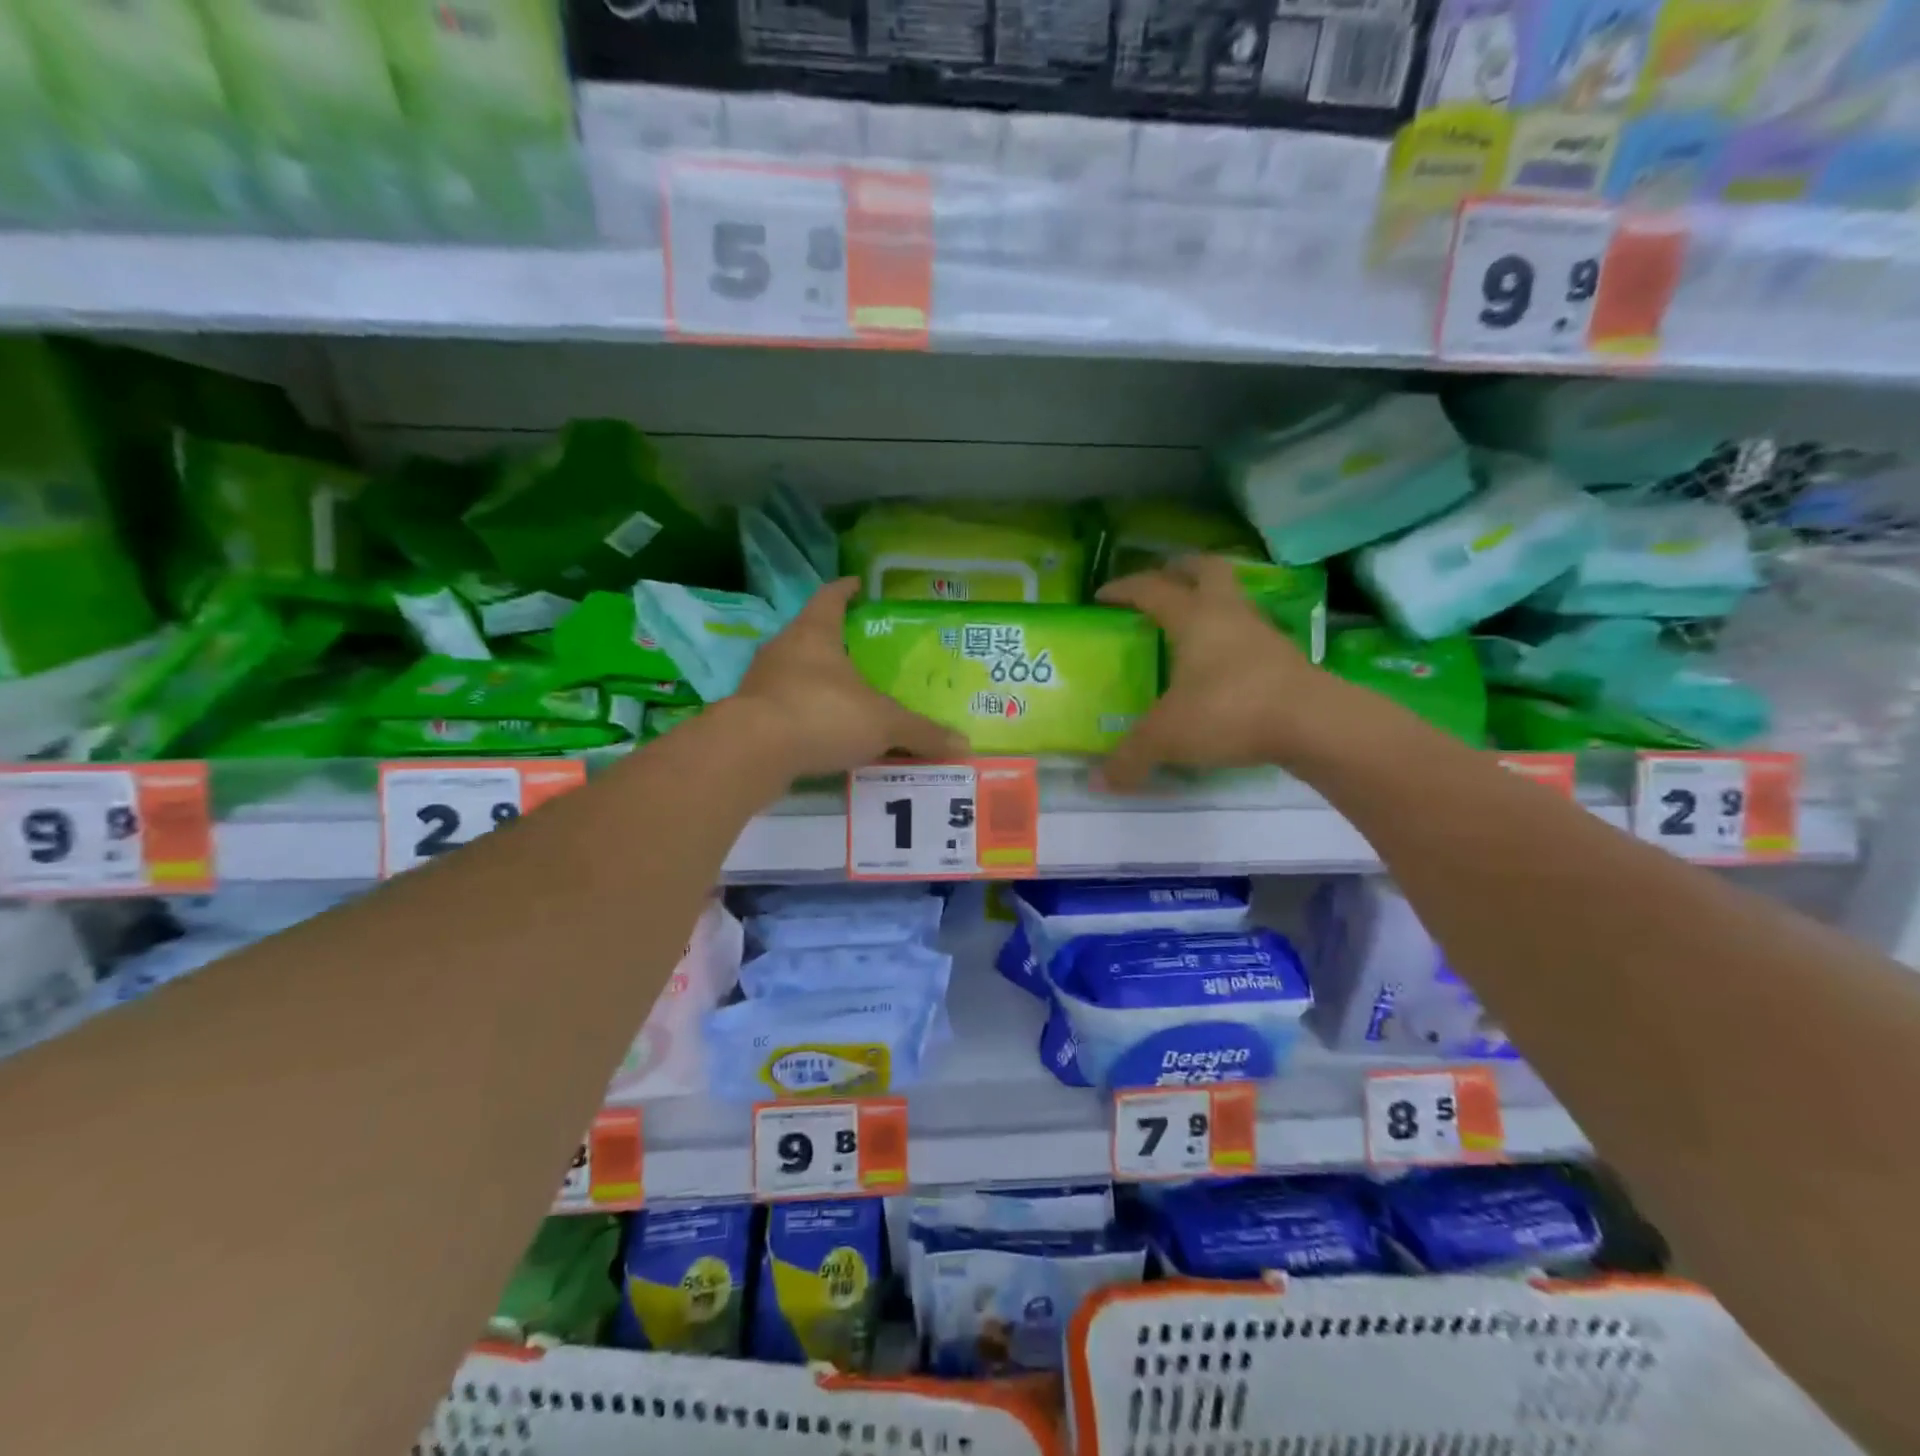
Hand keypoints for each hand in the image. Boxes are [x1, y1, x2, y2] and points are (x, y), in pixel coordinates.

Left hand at [727, 578, 969, 779]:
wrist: (752, 752)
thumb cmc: (822, 714)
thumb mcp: (883, 723)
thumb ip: (921, 732)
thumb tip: (964, 743)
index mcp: (815, 633)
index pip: (831, 597)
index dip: (846, 590)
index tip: (858, 584)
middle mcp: (783, 648)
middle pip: (811, 633)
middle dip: (835, 639)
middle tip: (862, 649)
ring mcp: (761, 680)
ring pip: (795, 670)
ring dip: (818, 678)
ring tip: (846, 693)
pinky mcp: (749, 713)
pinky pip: (784, 704)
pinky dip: (804, 711)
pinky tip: (822, 730)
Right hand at [1095, 555, 1343, 791]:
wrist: (1313, 723)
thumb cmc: (1229, 710)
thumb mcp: (1167, 737)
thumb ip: (1130, 758)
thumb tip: (1098, 783)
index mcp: (1193, 617)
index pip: (1152, 589)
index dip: (1124, 589)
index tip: (1102, 596)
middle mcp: (1228, 614)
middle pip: (1207, 570)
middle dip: (1182, 569)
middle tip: (1163, 581)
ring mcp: (1262, 634)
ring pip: (1234, 600)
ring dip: (1211, 603)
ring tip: (1189, 627)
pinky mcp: (1285, 658)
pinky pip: (1249, 634)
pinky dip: (1230, 639)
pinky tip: (1219, 666)